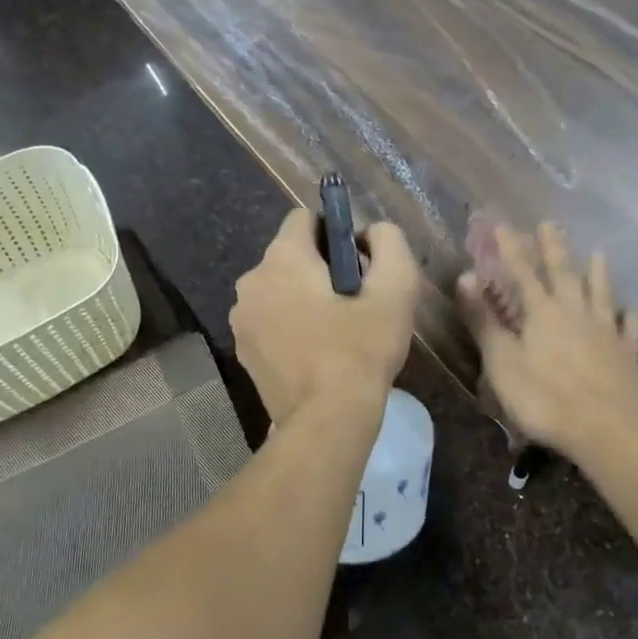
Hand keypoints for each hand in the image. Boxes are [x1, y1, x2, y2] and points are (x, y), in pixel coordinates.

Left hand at [231, 208, 419, 426]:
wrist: (327, 420)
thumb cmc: (361, 348)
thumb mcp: (396, 287)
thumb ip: (388, 242)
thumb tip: (371, 232)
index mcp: (282, 258)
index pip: (304, 218)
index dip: (335, 232)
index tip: (358, 264)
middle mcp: (251, 281)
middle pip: (291, 256)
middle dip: (321, 268)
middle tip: (354, 302)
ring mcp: (242, 318)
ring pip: (279, 289)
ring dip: (303, 298)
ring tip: (336, 331)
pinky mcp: (243, 350)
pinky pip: (270, 320)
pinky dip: (290, 325)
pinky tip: (316, 353)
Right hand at [457, 221, 637, 458]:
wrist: (610, 429)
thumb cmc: (546, 398)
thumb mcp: (502, 362)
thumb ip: (484, 320)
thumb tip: (465, 278)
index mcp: (542, 313)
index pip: (522, 272)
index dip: (511, 248)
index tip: (502, 224)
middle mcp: (576, 312)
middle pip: (564, 273)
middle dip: (554, 248)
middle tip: (551, 223)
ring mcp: (606, 332)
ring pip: (601, 293)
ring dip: (598, 272)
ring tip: (598, 253)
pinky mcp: (627, 355)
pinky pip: (628, 328)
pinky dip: (628, 316)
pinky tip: (630, 310)